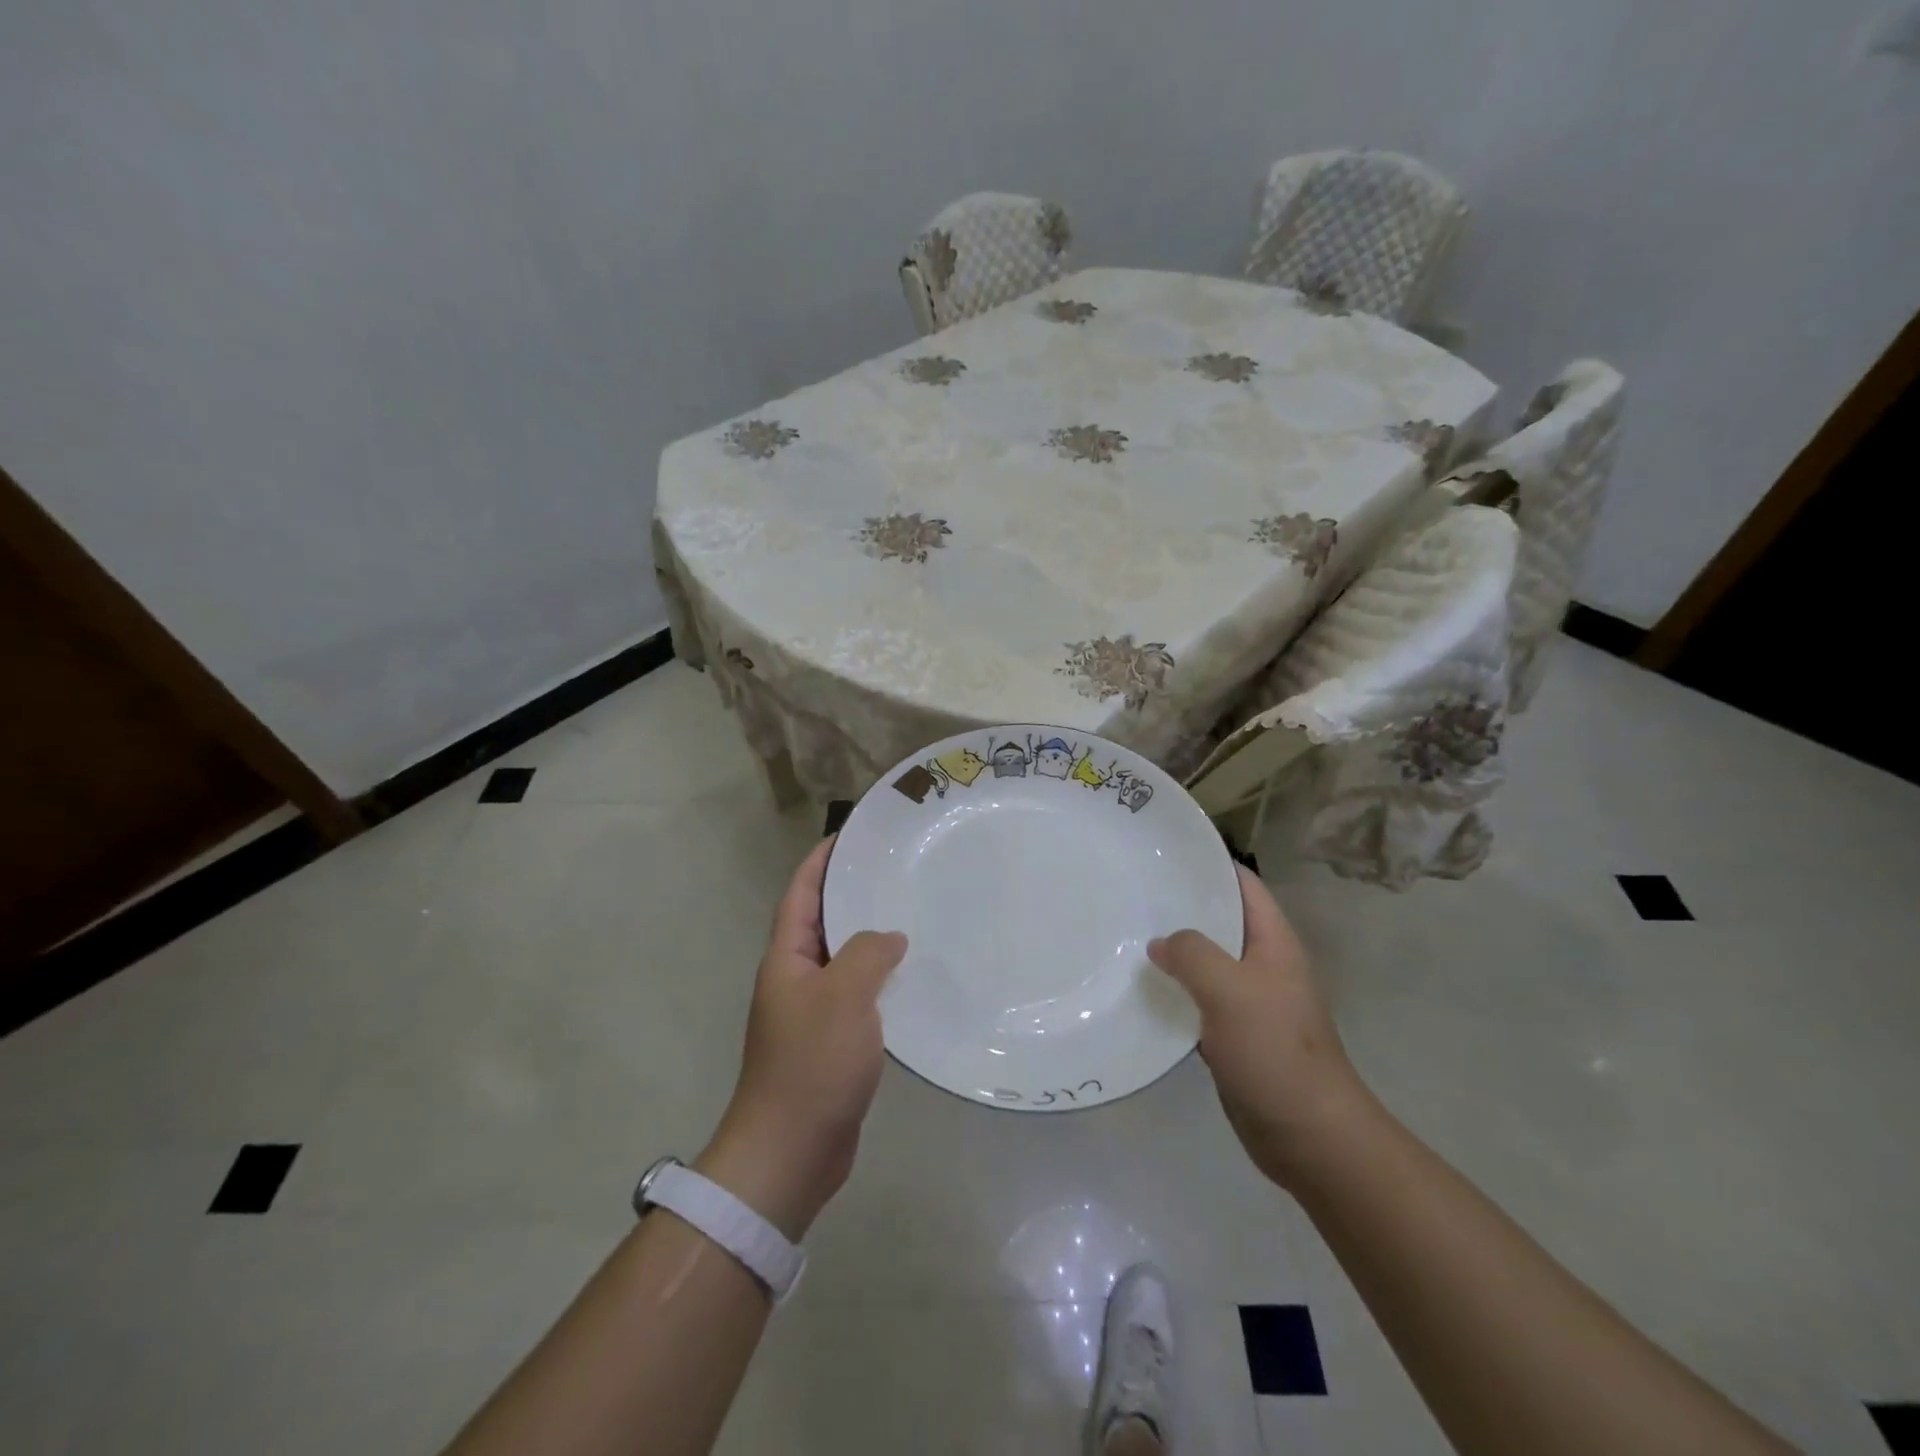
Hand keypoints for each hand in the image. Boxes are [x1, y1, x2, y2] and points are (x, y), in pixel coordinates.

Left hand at [697, 836, 906, 1239]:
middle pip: (823, 921)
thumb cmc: (811, 1064)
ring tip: (913, 913)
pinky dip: (882, 979)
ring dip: (871, 937)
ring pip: (845, 959)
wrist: (791, 1152)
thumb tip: (889, 937)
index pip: (800, 894)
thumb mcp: (843, 996)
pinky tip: (914, 977)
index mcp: (786, 958)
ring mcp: (814, 1012)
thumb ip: (867, 954)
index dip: (821, 861)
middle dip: (852, 893)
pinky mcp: (834, 1041)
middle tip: (896, 869)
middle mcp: (796, 978)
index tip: (852, 835)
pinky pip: (860, 995)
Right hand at [1149, 866, 1365, 1189]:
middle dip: (1182, 906)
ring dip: (1176, 951)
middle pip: (1221, 920)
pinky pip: (1201, 999)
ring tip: (1128, 935)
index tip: (1163, 854)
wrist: (1309, 1135)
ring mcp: (1251, 1000)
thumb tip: (1161, 943)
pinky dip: (1176, 991)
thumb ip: (1192, 954)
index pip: (1243, 884)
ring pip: (1208, 961)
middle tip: (1133, 894)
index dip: (1208, 864)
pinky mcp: (1236, 1034)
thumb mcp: (1229, 990)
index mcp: (1274, 942)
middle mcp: (1264, 964)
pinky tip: (1143, 990)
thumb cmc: (1274, 1051)